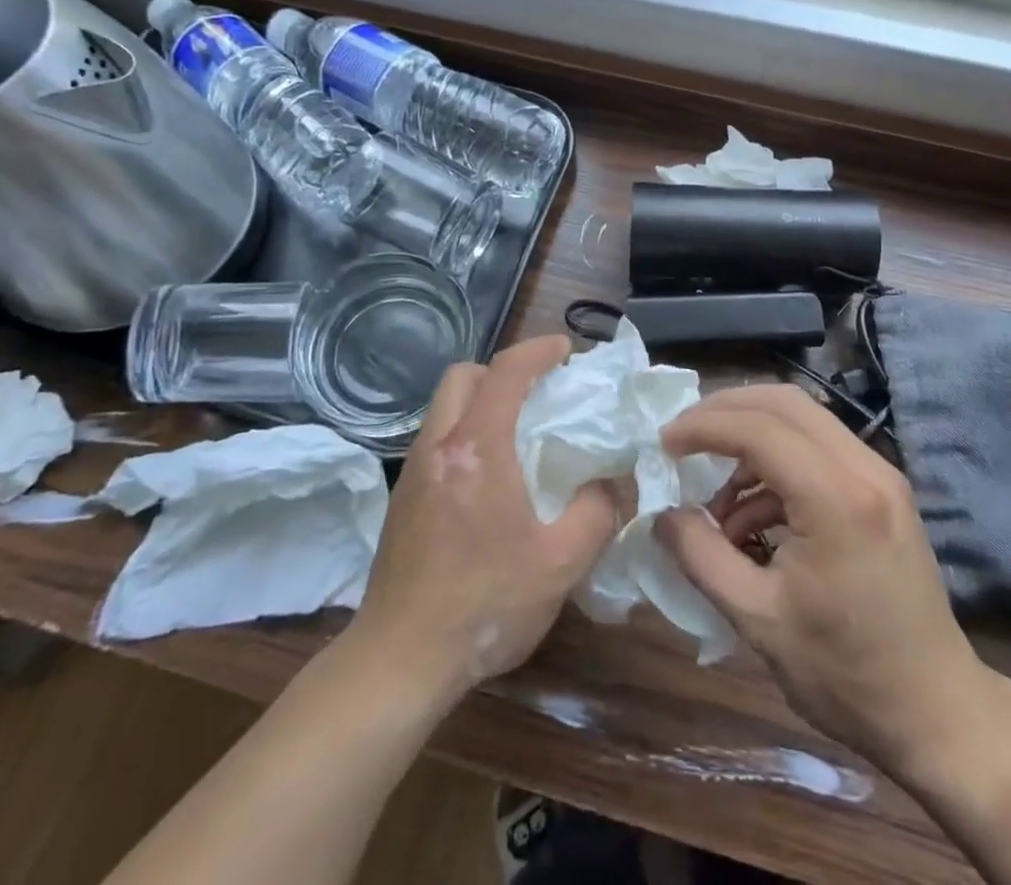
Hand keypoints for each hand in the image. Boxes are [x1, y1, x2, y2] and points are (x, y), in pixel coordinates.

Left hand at [347, 336, 619, 704]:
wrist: (400, 660)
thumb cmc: (485, 605)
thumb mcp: (560, 563)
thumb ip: (597, 512)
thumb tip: (610, 482)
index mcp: (477, 449)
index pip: (506, 372)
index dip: (538, 350)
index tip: (566, 350)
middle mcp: (438, 446)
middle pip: (463, 376)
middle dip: (501, 370)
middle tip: (537, 394)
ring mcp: (413, 472)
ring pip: (445, 407)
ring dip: (480, 401)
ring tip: (517, 433)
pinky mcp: (402, 498)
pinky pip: (436, 439)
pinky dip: (464, 433)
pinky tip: (488, 477)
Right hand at [655, 386, 999, 777]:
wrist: (938, 713)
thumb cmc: (846, 674)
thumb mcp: (758, 620)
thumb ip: (700, 556)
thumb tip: (661, 514)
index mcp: (836, 499)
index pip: (757, 428)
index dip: (702, 427)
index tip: (662, 444)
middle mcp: (864, 468)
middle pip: (782, 402)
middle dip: (724, 411)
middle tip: (682, 439)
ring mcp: (880, 474)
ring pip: (802, 418)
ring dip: (750, 438)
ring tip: (716, 499)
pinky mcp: (883, 488)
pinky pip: (818, 448)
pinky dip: (776, 464)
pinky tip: (752, 517)